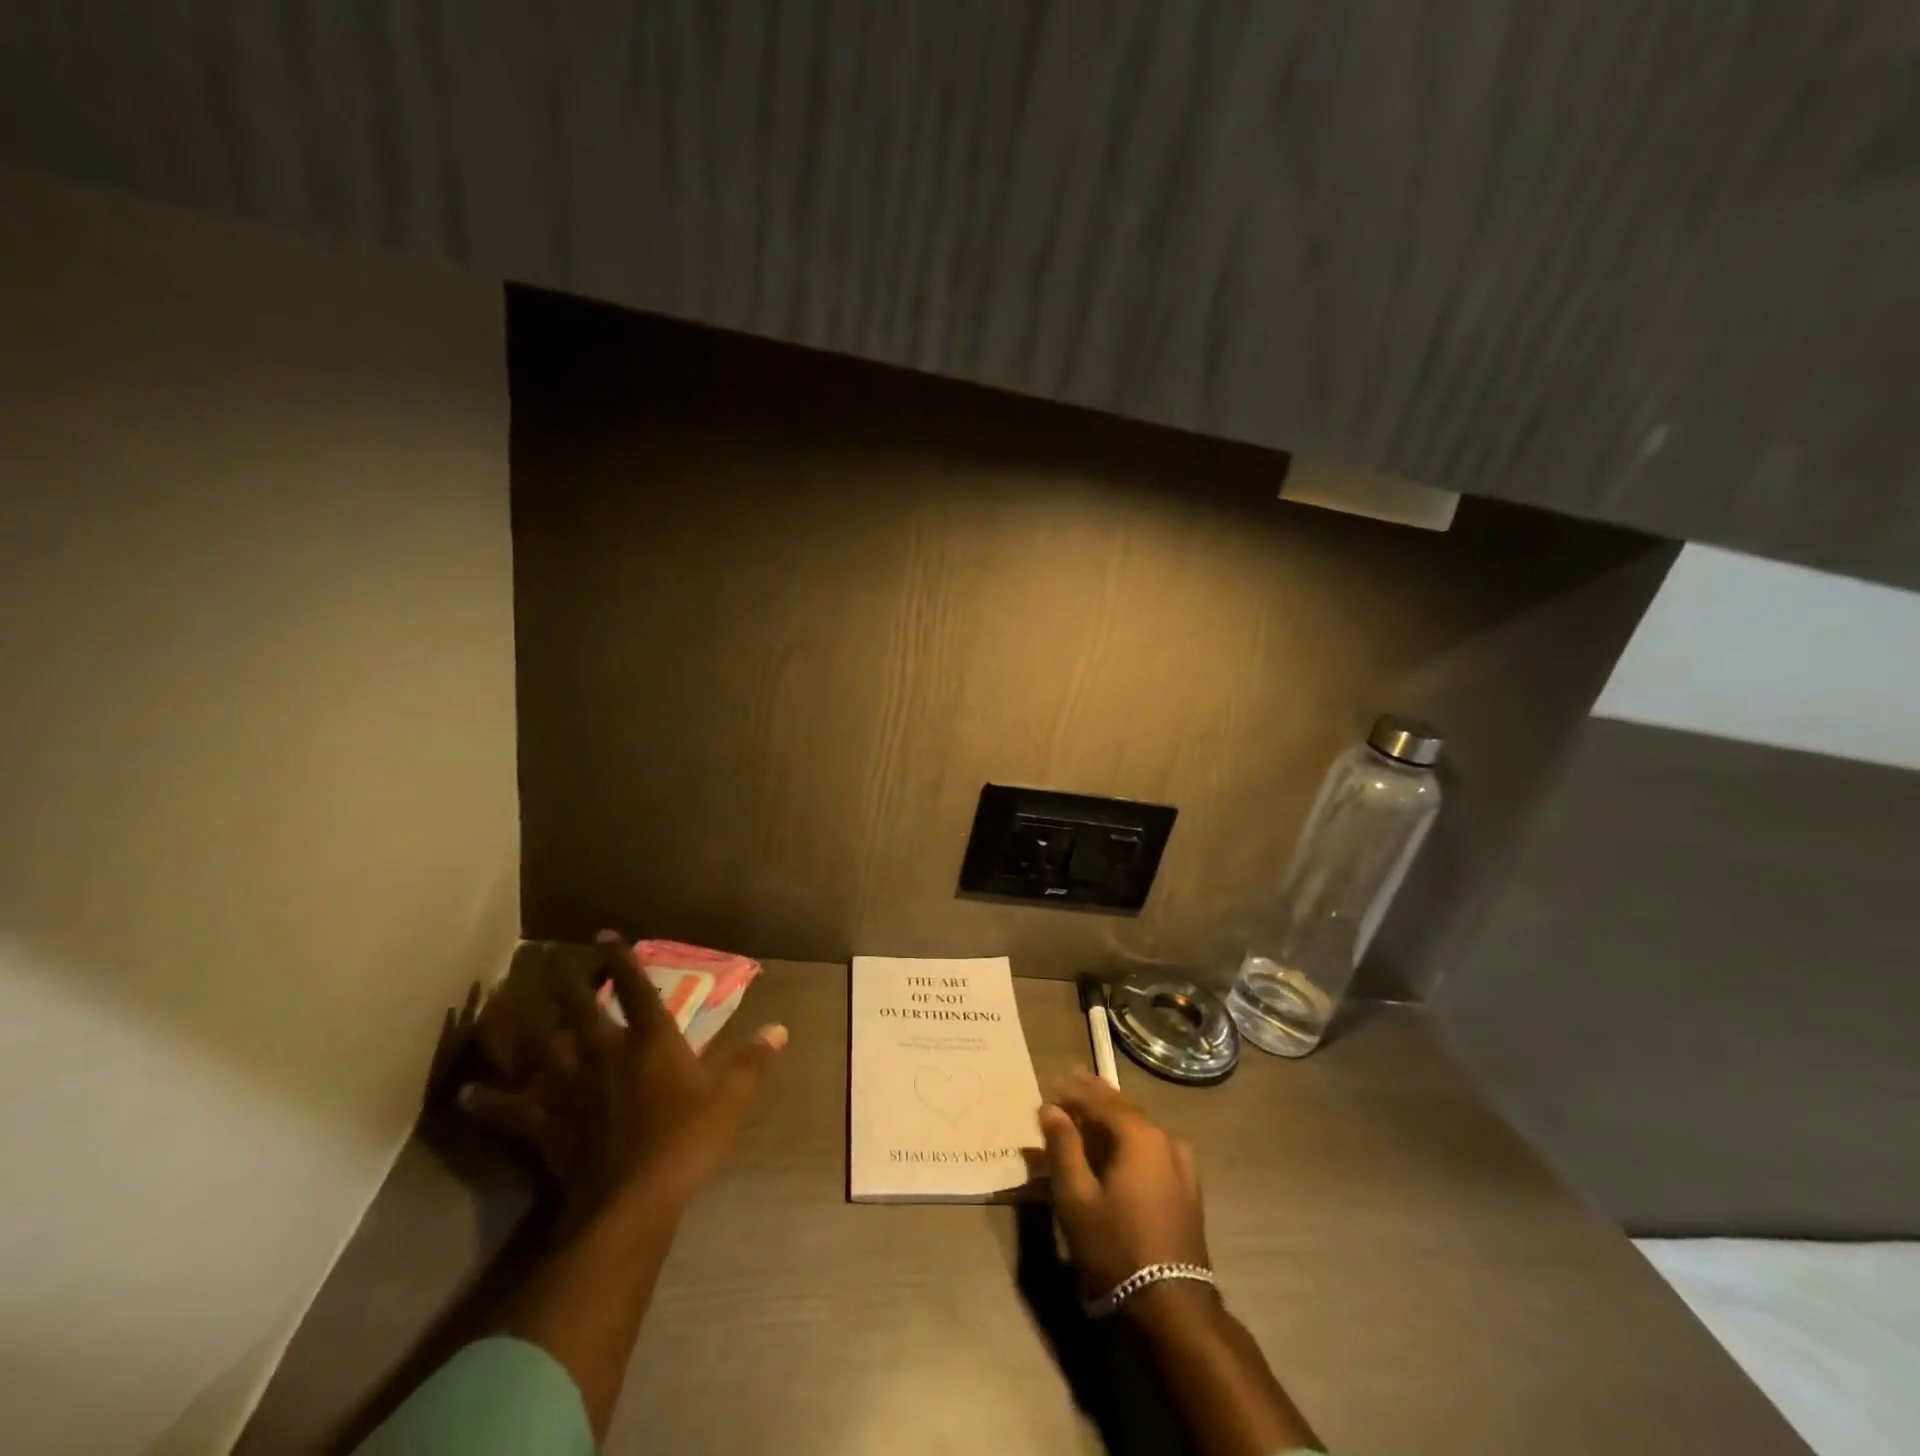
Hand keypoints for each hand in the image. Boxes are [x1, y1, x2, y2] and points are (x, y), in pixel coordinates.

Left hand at [460, 933, 786, 1218]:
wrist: (633, 1199)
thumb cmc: (687, 1138)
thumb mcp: (732, 1096)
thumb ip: (752, 1059)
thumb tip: (779, 1029)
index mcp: (650, 1040)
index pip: (636, 988)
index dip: (620, 960)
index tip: (602, 936)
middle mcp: (604, 1054)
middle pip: (577, 1010)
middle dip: (561, 982)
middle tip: (542, 959)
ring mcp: (569, 1089)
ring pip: (534, 1050)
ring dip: (512, 1027)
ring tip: (490, 1005)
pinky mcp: (545, 1126)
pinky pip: (510, 1111)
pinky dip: (487, 1102)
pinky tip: (465, 1093)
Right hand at [1039, 1069, 1210, 1300]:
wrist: (1172, 1306)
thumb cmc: (1116, 1247)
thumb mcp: (1077, 1198)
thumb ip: (1064, 1147)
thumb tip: (1050, 1109)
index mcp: (1139, 1135)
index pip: (1101, 1100)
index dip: (1074, 1091)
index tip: (1052, 1083)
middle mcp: (1165, 1139)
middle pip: (1124, 1107)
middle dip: (1095, 1095)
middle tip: (1071, 1080)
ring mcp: (1182, 1163)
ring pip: (1140, 1126)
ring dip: (1113, 1116)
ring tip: (1090, 1109)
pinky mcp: (1187, 1186)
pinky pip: (1153, 1147)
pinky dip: (1130, 1138)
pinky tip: (1120, 1143)